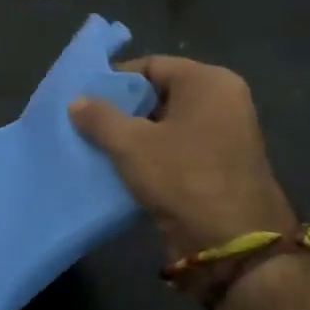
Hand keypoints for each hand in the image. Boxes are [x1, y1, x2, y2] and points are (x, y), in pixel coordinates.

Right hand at [68, 56, 294, 257]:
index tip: (83, 98)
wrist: (232, 243)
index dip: (115, 80)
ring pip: (165, 124)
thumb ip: (100, 117)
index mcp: (208, 83)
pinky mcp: (219, 166)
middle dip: (121, 109)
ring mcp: (224, 136)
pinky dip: (150, 155)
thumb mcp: (131, 144)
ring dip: (132, 135)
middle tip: (84, 122)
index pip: (151, 65)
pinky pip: (176, 149)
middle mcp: (222, 102)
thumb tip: (77, 101)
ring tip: (95, 145)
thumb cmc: (183, 177)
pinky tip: (119, 168)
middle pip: (159, 94)